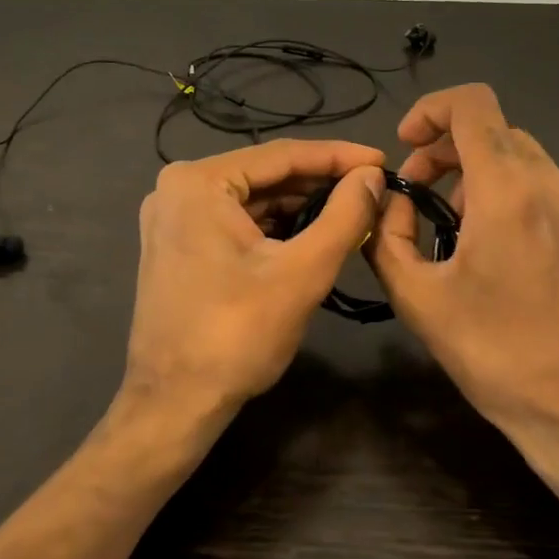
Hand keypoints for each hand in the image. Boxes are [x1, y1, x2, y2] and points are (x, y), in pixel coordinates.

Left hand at [115, 139, 387, 454]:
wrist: (175, 403)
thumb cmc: (237, 334)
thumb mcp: (303, 272)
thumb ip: (345, 216)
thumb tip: (373, 176)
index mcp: (198, 182)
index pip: (283, 155)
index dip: (340, 156)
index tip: (384, 160)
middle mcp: (179, 188)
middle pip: (267, 175)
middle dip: (322, 183)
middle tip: (374, 189)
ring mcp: (174, 218)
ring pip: (254, 200)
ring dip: (302, 206)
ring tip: (354, 211)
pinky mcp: (180, 245)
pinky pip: (238, 222)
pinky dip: (277, 227)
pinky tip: (315, 233)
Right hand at [366, 84, 558, 509]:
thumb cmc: (493, 351)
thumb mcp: (417, 297)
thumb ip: (387, 236)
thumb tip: (391, 202)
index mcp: (507, 190)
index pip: (472, 104)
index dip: (431, 109)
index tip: (406, 147)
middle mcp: (550, 183)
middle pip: (492, 130)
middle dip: (444, 150)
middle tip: (417, 197)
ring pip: (518, 156)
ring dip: (474, 173)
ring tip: (452, 228)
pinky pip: (541, 186)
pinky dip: (506, 193)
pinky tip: (491, 246)